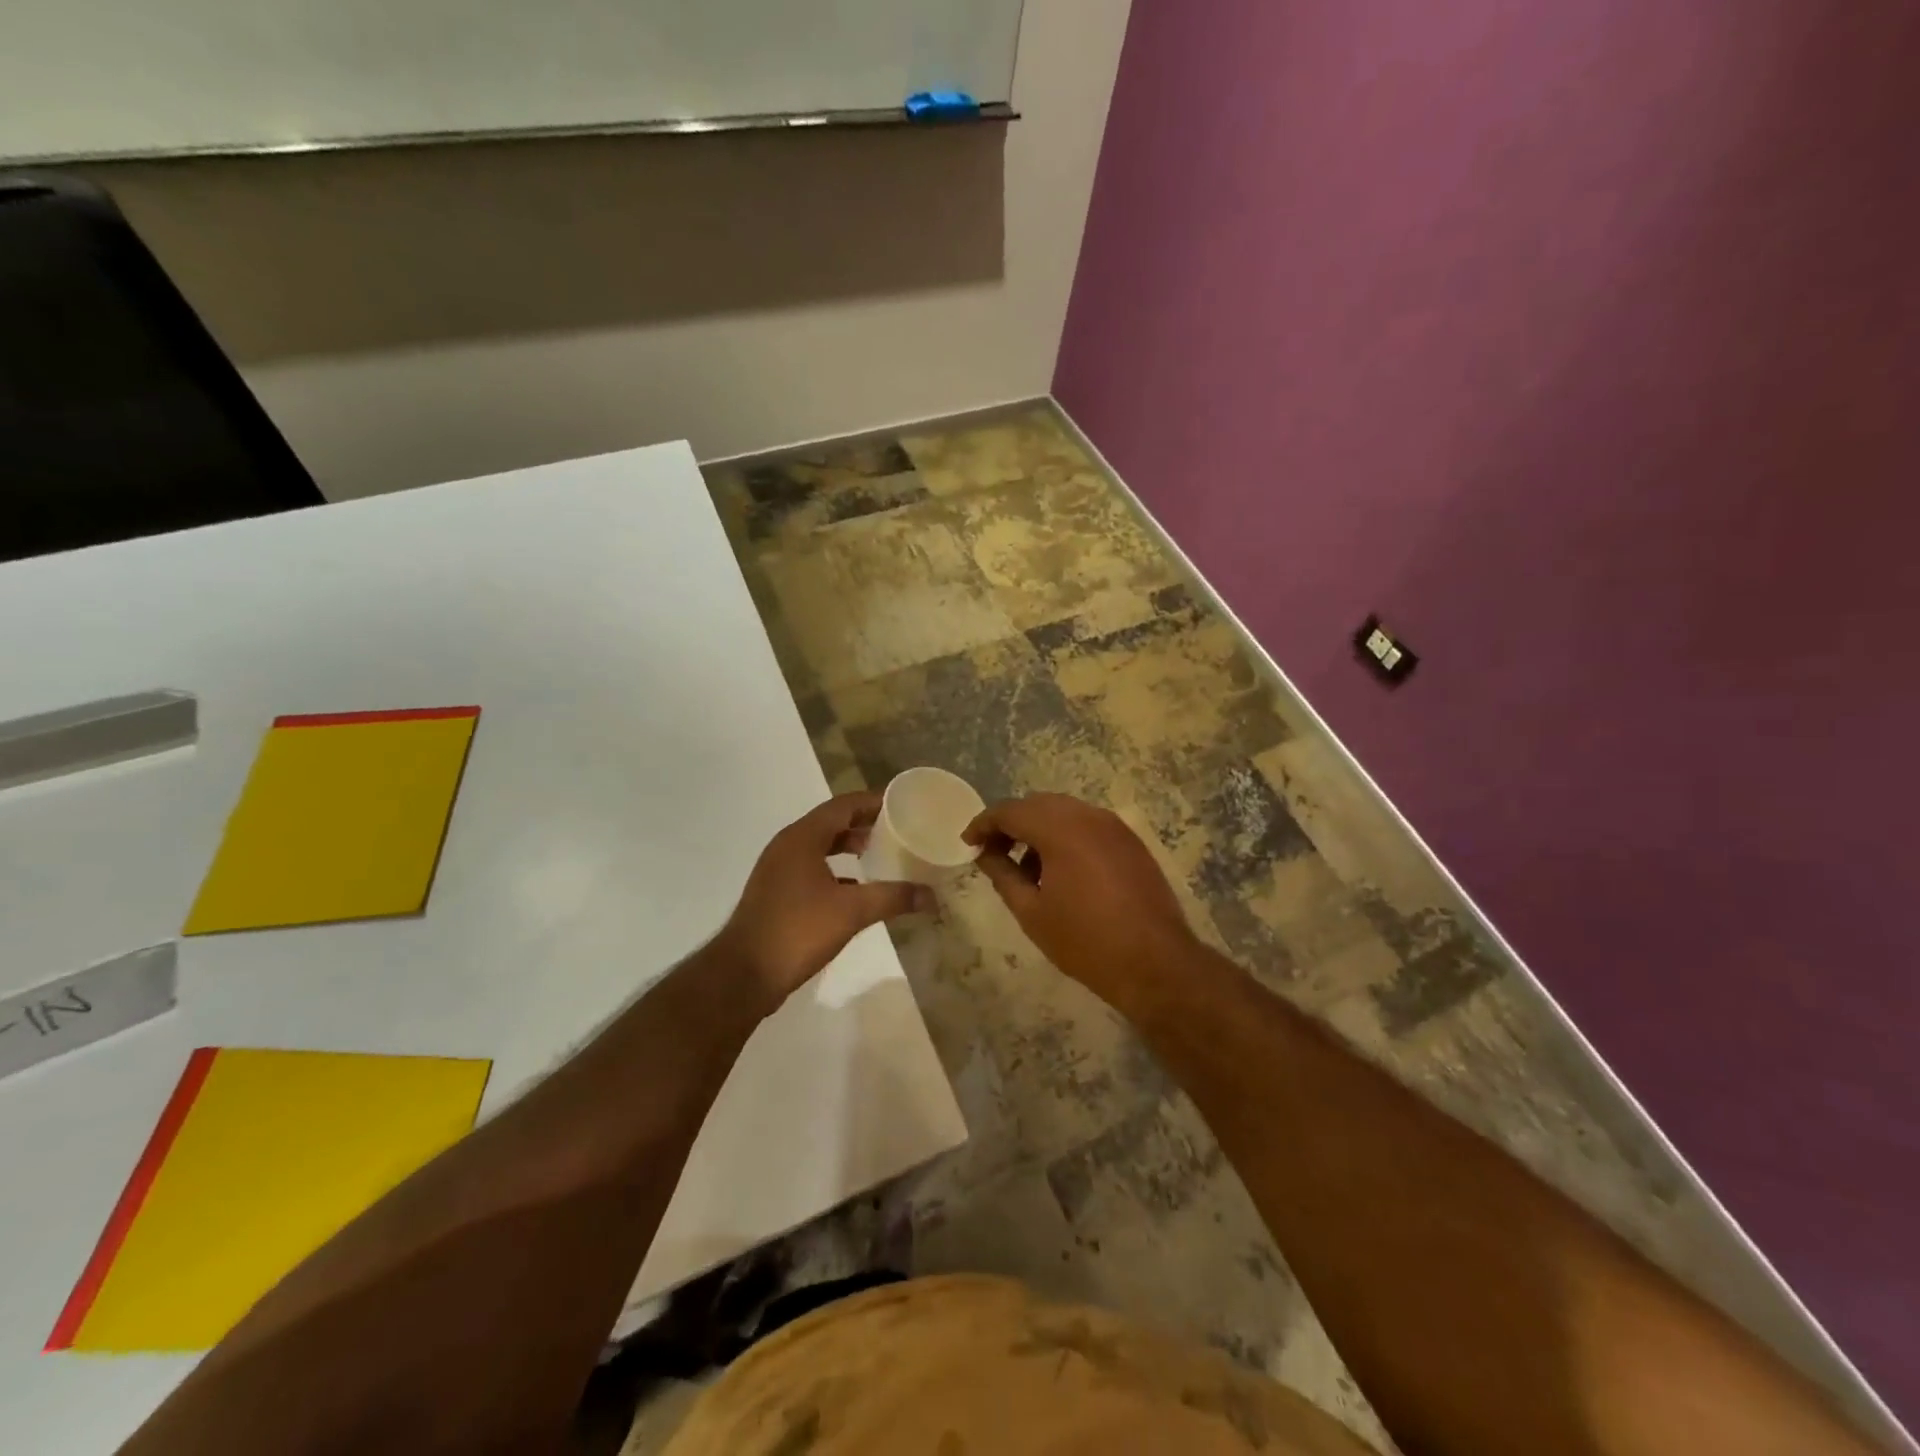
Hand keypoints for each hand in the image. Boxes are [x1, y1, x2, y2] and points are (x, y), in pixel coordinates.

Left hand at [719, 791, 933, 1007]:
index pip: (843, 805)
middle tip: (897, 830)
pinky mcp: (775, 893)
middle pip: (831, 822)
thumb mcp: (852, 912)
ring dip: (849, 847)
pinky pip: (811, 868)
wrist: (743, 975)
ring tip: (880, 855)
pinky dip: (835, 870)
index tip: (903, 805)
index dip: (873, 802)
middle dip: (864, 824)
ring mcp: (778, 870)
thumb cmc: (797, 931)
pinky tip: (856, 889)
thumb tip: (932, 896)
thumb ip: (893, 897)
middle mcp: (787, 846)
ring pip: (820, 846)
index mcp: (802, 837)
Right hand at [964, 792, 1197, 1011]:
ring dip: (1039, 829)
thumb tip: (985, 854)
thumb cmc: (1085, 941)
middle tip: (993, 853)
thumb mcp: (1032, 912)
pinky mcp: (1130, 841)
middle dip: (1011, 824)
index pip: (1010, 811)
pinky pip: (1088, 825)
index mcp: (1060, 829)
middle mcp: (1088, 816)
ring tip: (1026, 868)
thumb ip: (1003, 875)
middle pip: (1038, 804)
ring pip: (1064, 812)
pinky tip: (1060, 871)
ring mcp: (1114, 826)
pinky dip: (1066, 836)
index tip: (968, 844)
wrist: (1156, 963)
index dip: (984, 824)